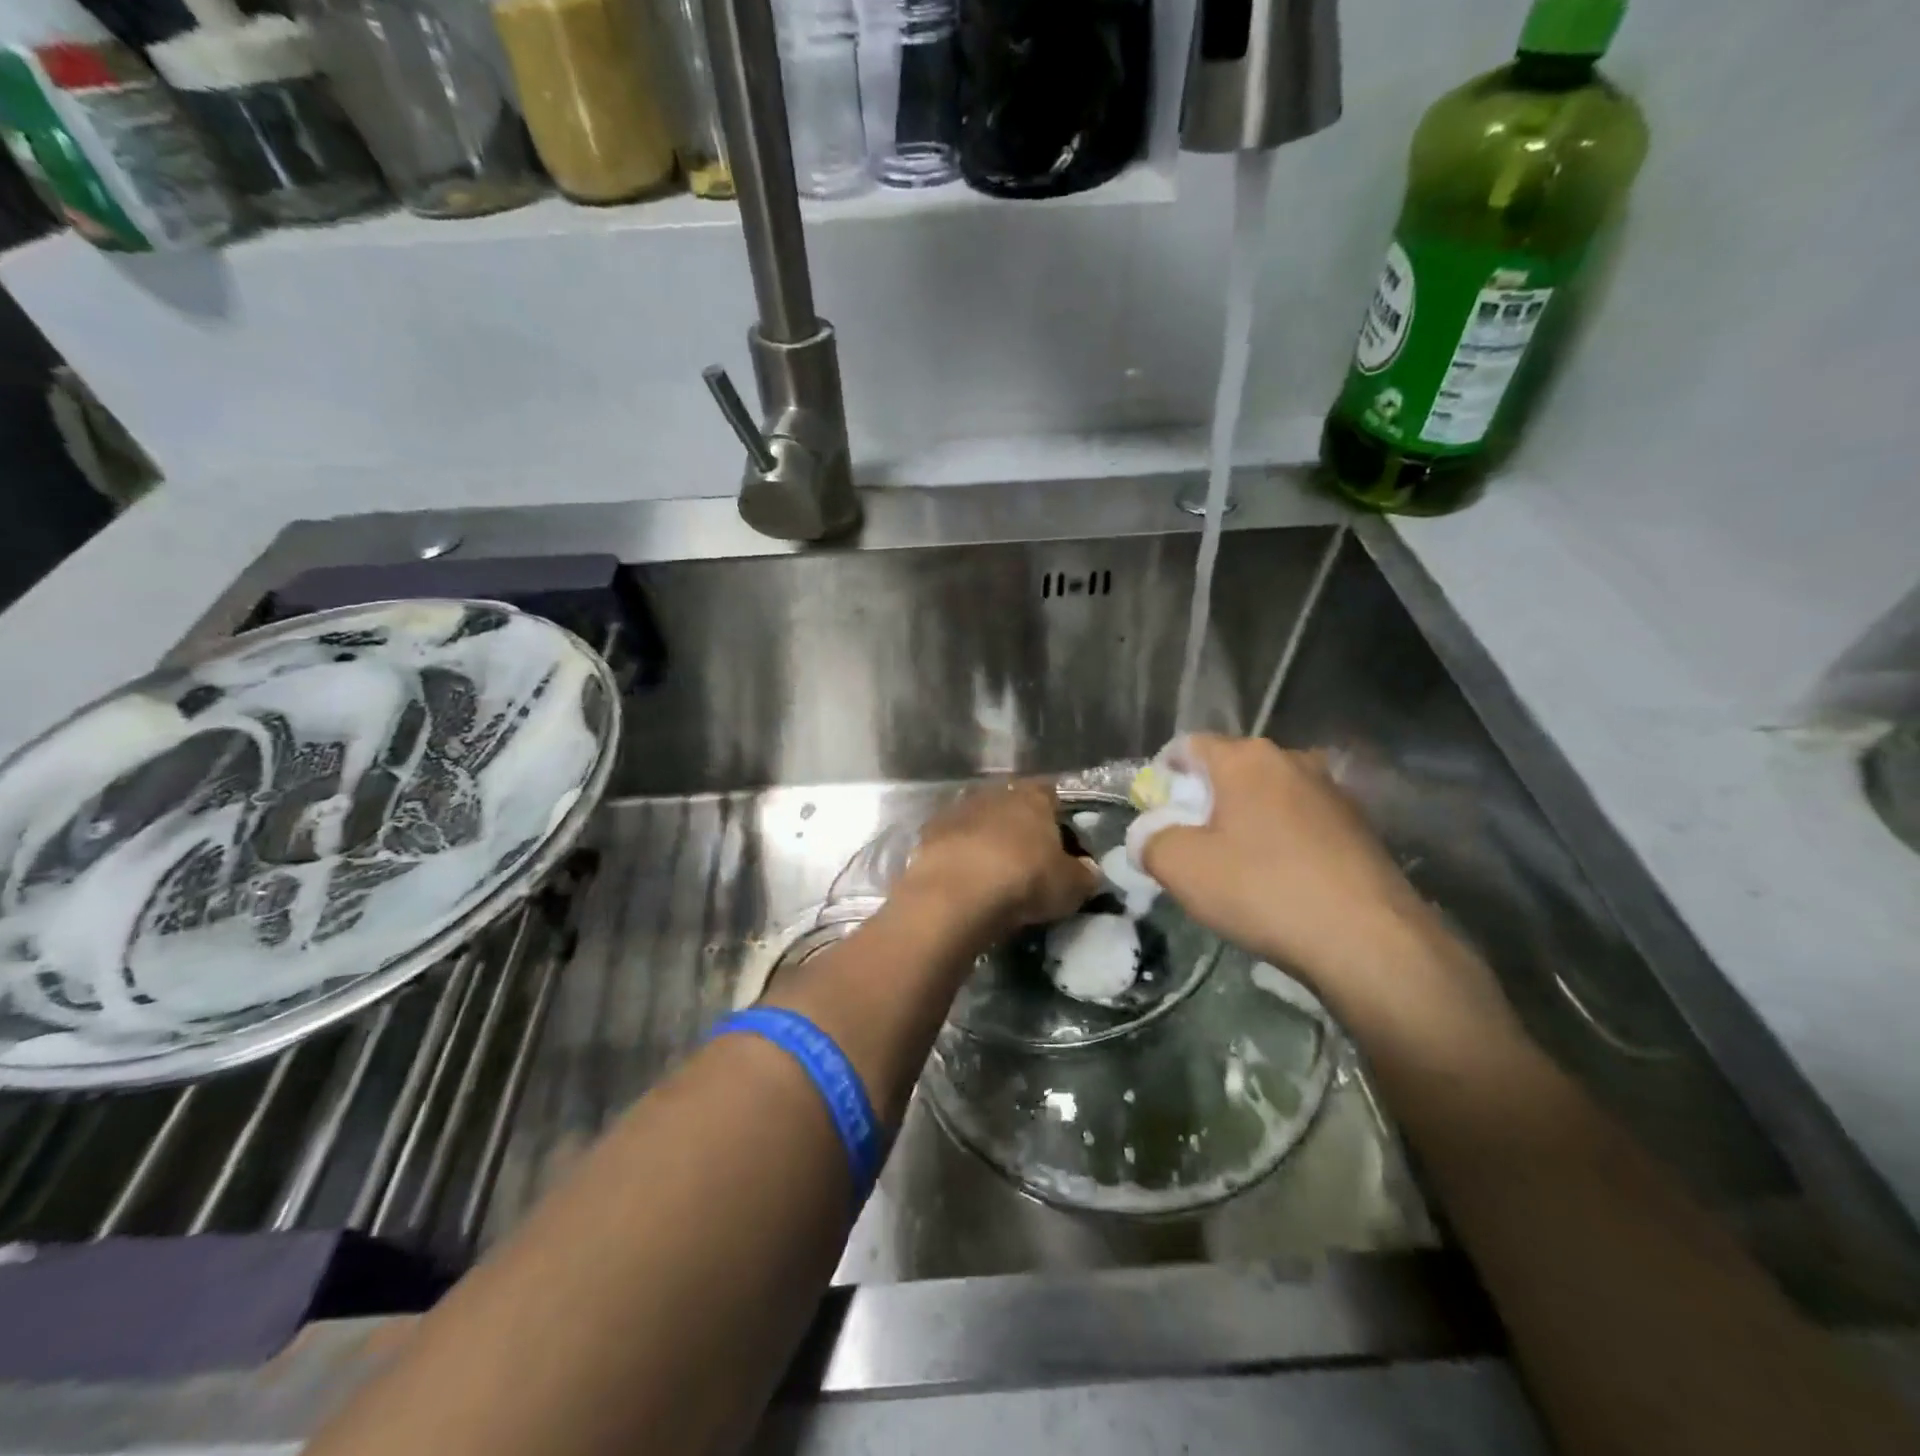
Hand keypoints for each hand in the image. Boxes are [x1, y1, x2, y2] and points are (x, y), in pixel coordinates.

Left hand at [896, 780, 1097, 939]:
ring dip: (986, 839)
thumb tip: (1090, 871)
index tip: (1062, 841)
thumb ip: (1084, 874)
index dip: (1058, 816)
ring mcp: (957, 810)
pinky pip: (953, 841)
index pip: (1051, 794)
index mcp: (1033, 796)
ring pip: (979, 820)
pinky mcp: (928, 833)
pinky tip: (965, 879)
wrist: (955, 894)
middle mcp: (994, 793)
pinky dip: (960, 855)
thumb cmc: (1024, 880)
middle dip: (1019, 827)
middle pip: (1012, 805)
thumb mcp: (1070, 885)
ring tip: (994, 872)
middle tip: (1029, 859)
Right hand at [1140, 736, 1487, 1015]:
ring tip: (1237, 866)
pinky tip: (1281, 880)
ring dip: (1245, 820)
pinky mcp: (1360, 826)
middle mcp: (1292, 760)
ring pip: (1268, 795)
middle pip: (1230, 769)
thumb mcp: (1181, 868)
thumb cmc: (1263, 890)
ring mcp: (1332, 791)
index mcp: (1246, 758)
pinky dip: (1281, 839)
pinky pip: (1302, 821)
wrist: (1369, 942)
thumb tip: (1149, 836)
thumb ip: (1150, 842)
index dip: (1164, 776)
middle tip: (1191, 844)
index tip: (1157, 814)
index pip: (1188, 746)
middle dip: (1204, 800)